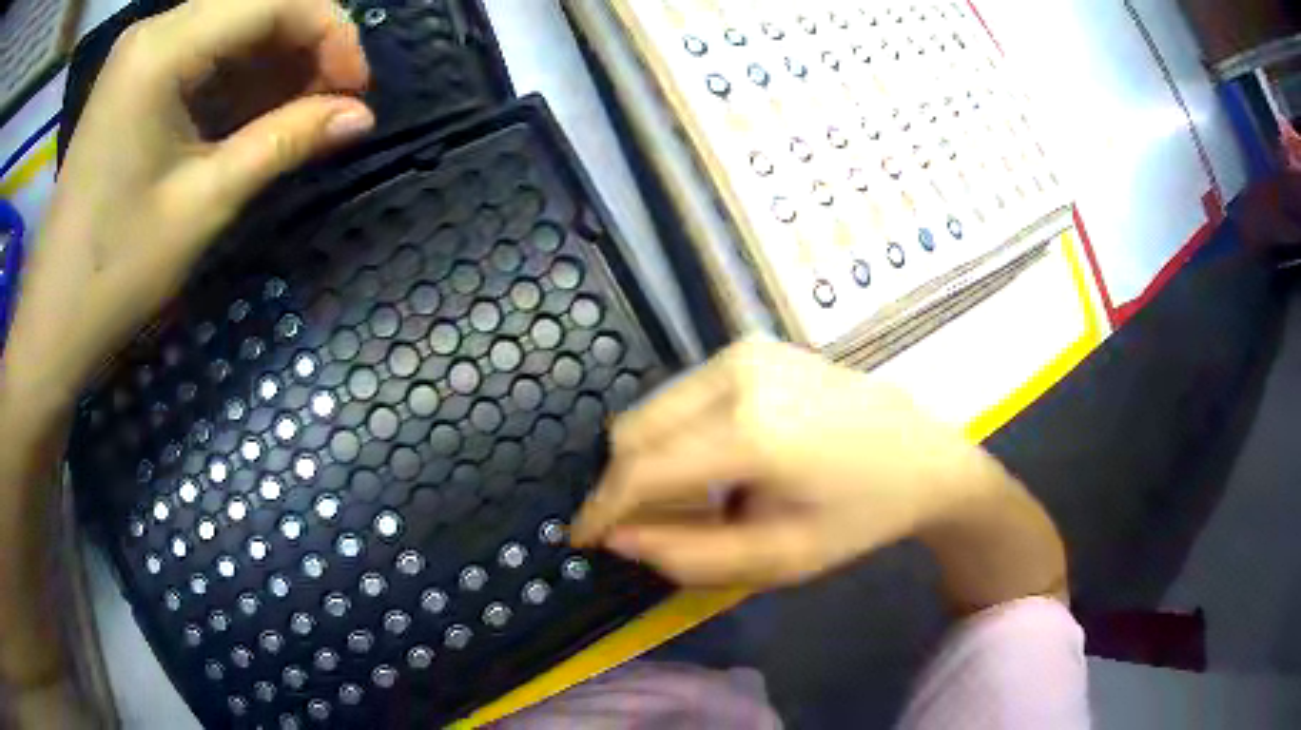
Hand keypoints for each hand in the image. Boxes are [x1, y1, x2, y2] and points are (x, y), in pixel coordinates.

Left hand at [2, 0, 372, 415]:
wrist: (53, 321)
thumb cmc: (115, 272)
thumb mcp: (203, 205)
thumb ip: (284, 142)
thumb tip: (361, 115)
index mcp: (161, 50)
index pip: (272, 0)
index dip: (330, 31)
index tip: (356, 89)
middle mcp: (153, 31)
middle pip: (254, 2)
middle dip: (305, 43)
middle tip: (332, 101)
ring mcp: (140, 51)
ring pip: (232, 22)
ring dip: (275, 58)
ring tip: (301, 110)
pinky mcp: (133, 77)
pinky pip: (202, 49)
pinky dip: (238, 72)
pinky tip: (255, 110)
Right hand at [573, 342, 1064, 605]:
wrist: (923, 456)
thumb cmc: (859, 517)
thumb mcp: (777, 559)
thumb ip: (686, 556)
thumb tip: (618, 538)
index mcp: (750, 432)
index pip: (640, 470)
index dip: (601, 509)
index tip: (582, 538)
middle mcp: (737, 374)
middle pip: (634, 429)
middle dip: (624, 483)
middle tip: (647, 527)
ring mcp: (745, 350)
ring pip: (653, 407)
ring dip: (651, 457)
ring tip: (689, 500)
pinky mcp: (753, 345)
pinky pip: (683, 392)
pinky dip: (678, 431)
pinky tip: (711, 462)